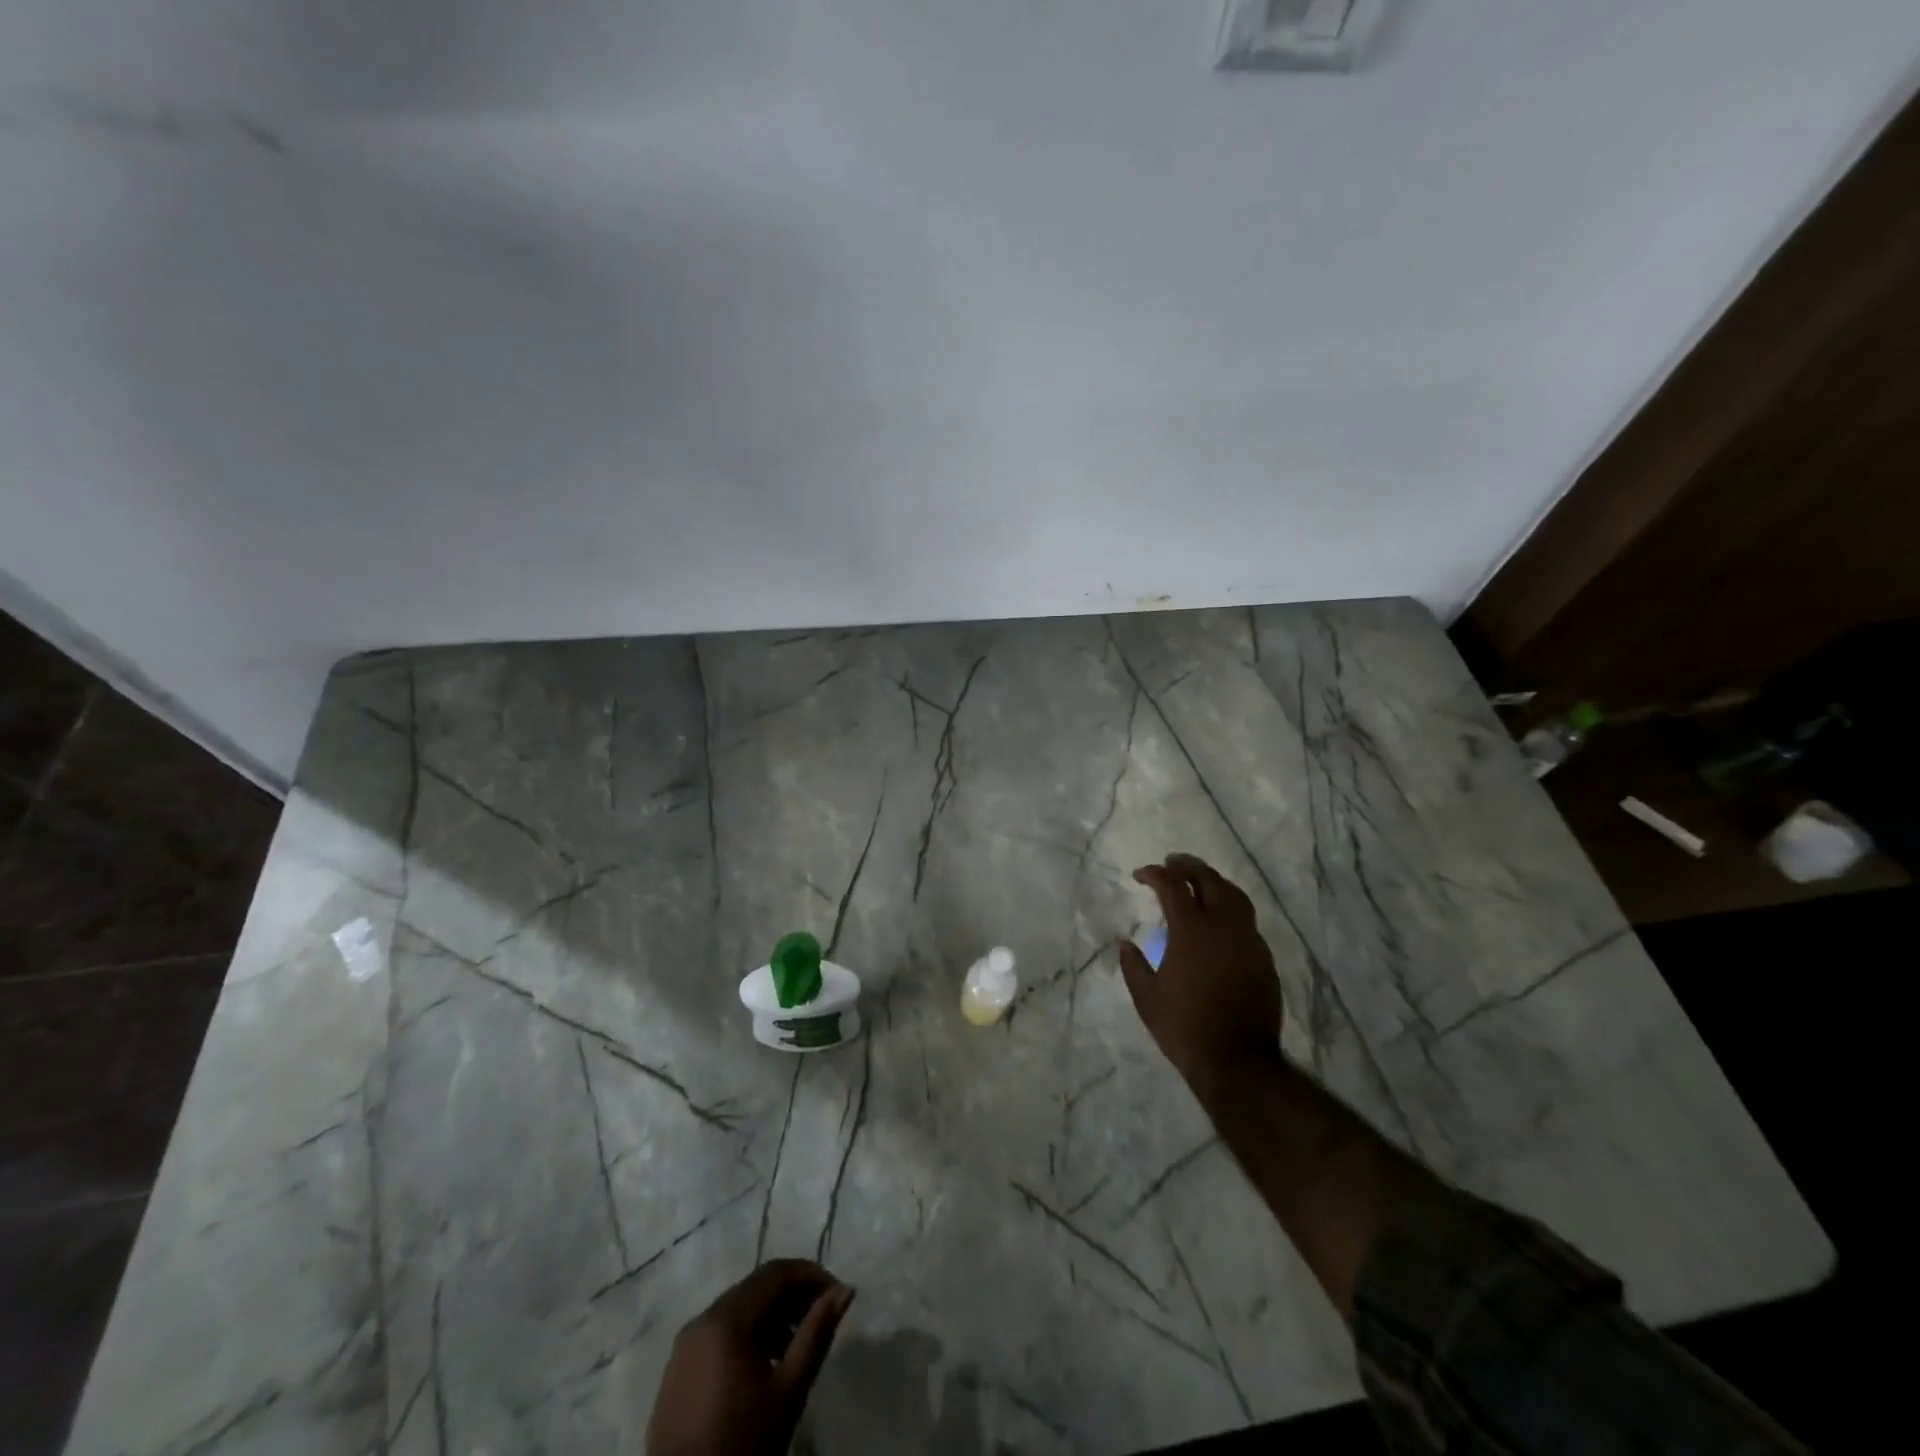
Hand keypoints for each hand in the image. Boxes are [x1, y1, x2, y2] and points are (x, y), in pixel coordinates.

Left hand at [647, 1259, 854, 1455]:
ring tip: (797, 1345)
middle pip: (756, 1287)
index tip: (836, 1294)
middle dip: (792, 1296)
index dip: (810, 1275)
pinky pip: (719, 1332)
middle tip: (821, 1318)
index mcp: (727, 1318)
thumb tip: (845, 1290)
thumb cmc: (742, 1444)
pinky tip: (764, 1365)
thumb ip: (817, 1333)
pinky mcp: (677, 1369)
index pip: (776, 1272)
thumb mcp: (788, 1390)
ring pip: (738, 1309)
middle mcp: (702, 1319)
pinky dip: (747, 1334)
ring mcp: (685, 1344)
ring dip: (771, 1316)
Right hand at [1118, 853, 1283, 1095]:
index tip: (1140, 875)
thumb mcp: (1147, 998)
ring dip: (1214, 882)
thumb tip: (1125, 943)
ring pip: (1235, 896)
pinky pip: (1247, 921)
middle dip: (1188, 867)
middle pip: (1209, 880)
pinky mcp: (1264, 959)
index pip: (1172, 887)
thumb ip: (1133, 965)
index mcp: (1191, 931)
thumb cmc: (1185, 1028)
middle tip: (1172, 864)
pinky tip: (1220, 922)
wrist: (1238, 1062)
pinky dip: (1230, 909)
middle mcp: (1223, 927)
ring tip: (1199, 884)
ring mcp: (1249, 941)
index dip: (1155, 874)